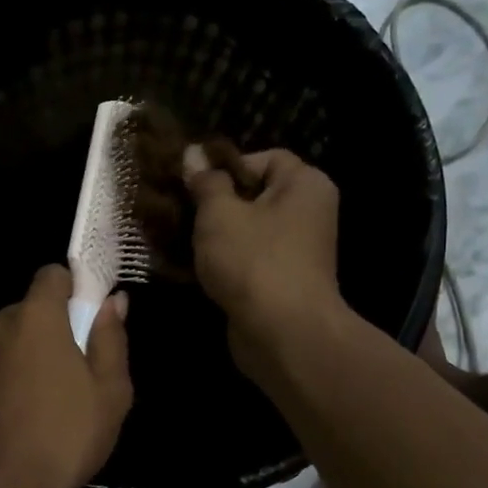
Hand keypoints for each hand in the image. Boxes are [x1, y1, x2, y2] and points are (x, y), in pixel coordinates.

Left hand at [0, 265, 132, 487]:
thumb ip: (111, 339)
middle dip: (40, 330)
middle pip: (22, 312)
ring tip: (26, 398)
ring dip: (10, 356)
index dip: (69, 288)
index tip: (81, 314)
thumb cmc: (65, 436)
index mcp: (35, 318)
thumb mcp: (110, 392)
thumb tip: (113, 301)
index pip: (51, 275)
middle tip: (60, 369)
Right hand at [184, 146, 345, 365]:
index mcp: (305, 185)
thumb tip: (194, 154)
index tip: (193, 183)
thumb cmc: (254, 261)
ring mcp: (296, 251)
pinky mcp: (280, 281)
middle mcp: (308, 213)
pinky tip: (193, 267)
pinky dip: (224, 261)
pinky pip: (248, 259)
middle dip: (216, 202)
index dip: (226, 166)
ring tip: (180, 237)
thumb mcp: (219, 213)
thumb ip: (205, 182)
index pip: (264, 158)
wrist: (282, 333)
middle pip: (255, 195)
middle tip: (179, 209)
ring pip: (248, 230)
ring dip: (215, 235)